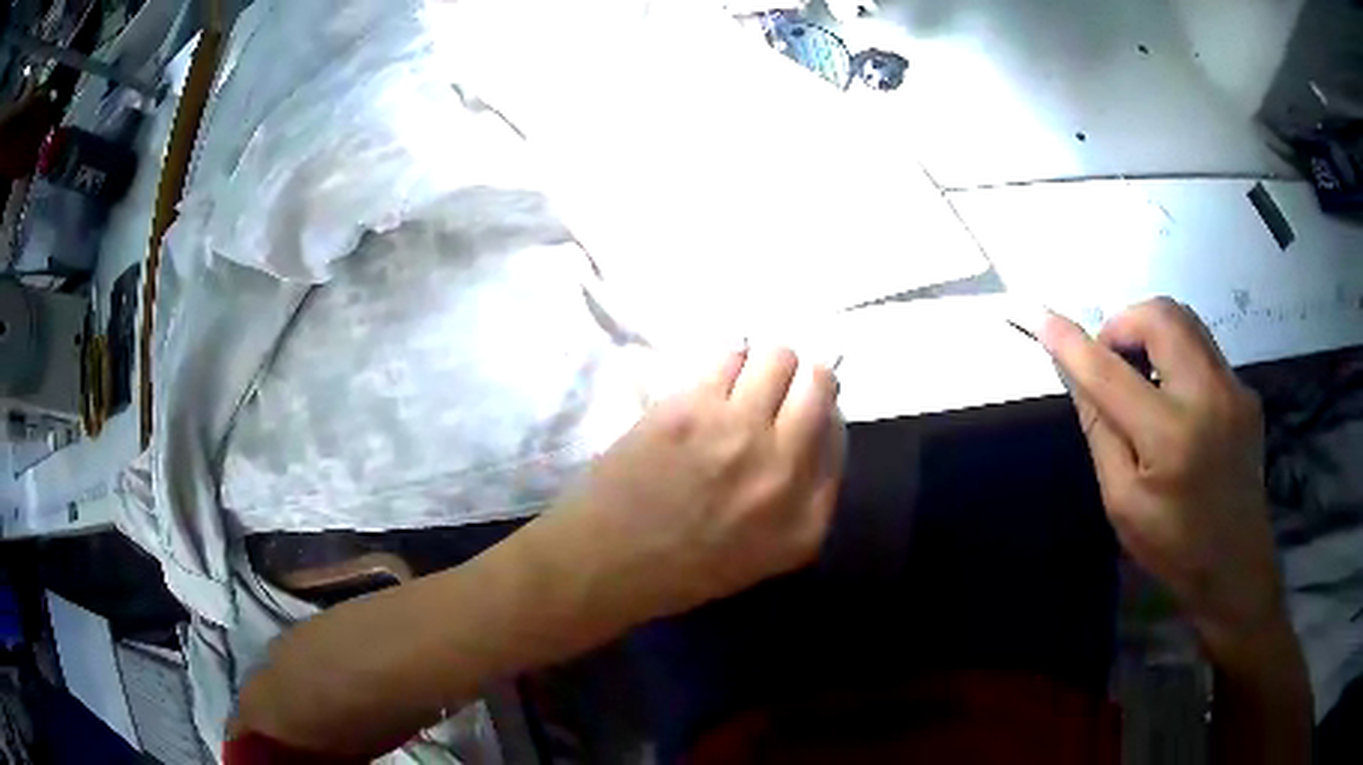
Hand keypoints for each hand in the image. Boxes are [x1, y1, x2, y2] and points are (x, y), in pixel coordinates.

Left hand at [540, 347, 844, 625]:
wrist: (607, 561)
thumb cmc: (684, 565)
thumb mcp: (767, 554)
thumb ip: (805, 497)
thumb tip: (818, 426)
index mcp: (806, 517)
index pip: (839, 434)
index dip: (822, 413)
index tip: (798, 412)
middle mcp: (783, 468)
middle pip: (819, 383)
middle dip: (804, 377)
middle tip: (777, 388)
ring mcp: (738, 432)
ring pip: (777, 356)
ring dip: (763, 365)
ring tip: (741, 386)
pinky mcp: (692, 408)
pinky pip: (729, 356)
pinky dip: (727, 362)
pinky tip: (711, 386)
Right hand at [1039, 298, 1287, 654]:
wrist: (1236, 565)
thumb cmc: (1173, 547)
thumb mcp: (1122, 503)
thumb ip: (1101, 433)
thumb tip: (1079, 377)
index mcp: (1170, 438)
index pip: (1111, 374)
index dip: (1072, 343)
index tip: (1042, 319)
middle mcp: (1209, 396)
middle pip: (1160, 316)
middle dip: (1124, 323)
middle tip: (1109, 359)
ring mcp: (1234, 388)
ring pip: (1185, 320)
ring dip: (1151, 331)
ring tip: (1140, 373)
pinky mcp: (1246, 390)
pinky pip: (1203, 347)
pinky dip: (1177, 353)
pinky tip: (1174, 397)